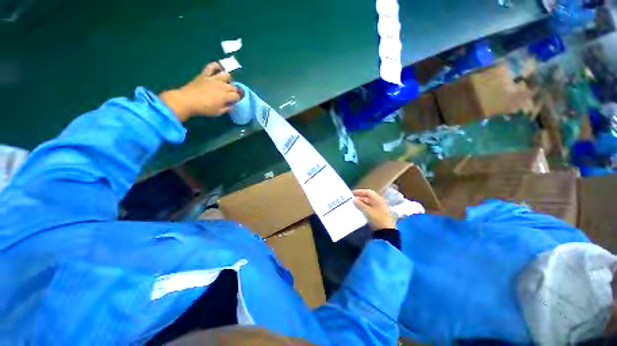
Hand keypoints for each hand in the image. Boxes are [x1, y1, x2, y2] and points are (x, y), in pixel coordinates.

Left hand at [160, 62, 241, 121]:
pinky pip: (212, 66)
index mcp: (226, 96)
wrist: (187, 101)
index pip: (237, 96)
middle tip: (231, 95)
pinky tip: (219, 69)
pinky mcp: (205, 74)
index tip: (236, 102)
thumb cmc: (204, 109)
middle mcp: (222, 86)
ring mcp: (213, 79)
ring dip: (229, 80)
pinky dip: (216, 66)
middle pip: (233, 87)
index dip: (238, 99)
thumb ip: (227, 108)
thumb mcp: (218, 112)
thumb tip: (232, 104)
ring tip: (226, 83)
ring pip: (227, 75)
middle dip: (235, 91)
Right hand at [353, 189, 395, 229]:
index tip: (351, 193)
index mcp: (378, 199)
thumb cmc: (378, 219)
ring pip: (368, 204)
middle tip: (350, 200)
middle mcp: (379, 202)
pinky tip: (357, 211)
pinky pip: (368, 209)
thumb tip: (353, 200)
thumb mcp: (368, 211)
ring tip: (352, 205)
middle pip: (367, 198)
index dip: (359, 192)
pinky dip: (363, 209)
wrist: (386, 232)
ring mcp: (378, 209)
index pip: (368, 192)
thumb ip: (360, 204)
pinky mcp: (377, 215)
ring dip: (360, 204)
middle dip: (359, 198)